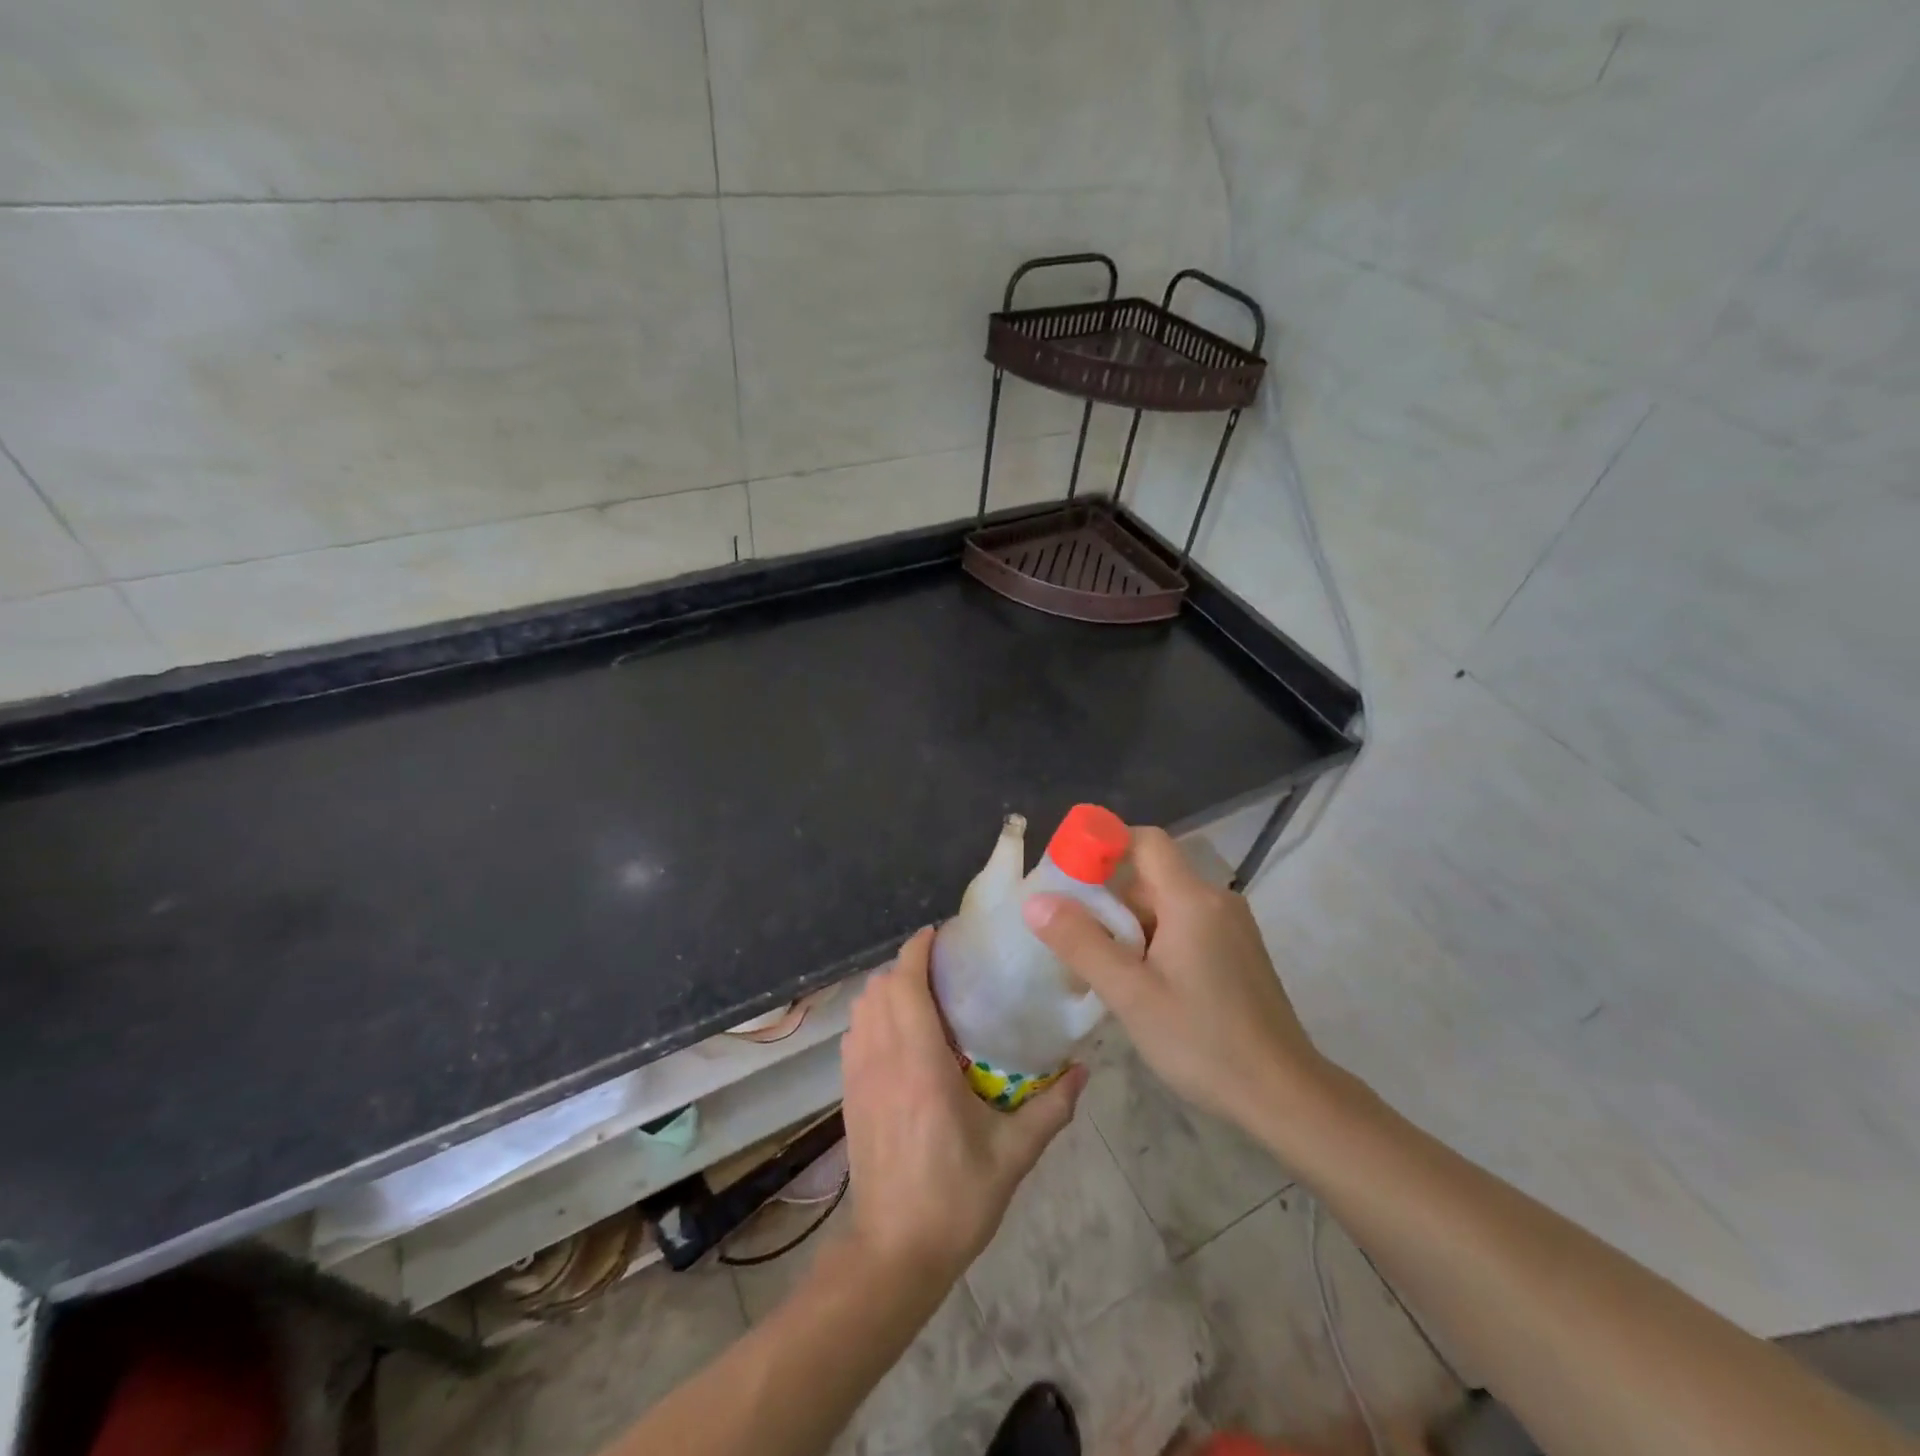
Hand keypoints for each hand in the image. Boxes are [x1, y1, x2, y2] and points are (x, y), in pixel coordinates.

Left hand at [839, 927, 1085, 1286]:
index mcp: (919, 1061)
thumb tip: (1084, 1069)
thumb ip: (1051, 1108)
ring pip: (862, 1008)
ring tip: (923, 997)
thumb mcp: (1013, 1155)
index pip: (905, 981)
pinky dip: (872, 1017)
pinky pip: (854, 1034)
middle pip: (880, 986)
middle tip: (944, 968)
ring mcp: (858, 1075)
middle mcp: (882, 1057)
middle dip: (907, 965)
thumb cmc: (955, 1199)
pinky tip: (900, 1036)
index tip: (941, 934)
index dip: (918, 948)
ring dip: (887, 989)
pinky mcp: (848, 1094)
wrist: (893, 1253)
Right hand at [1022, 826, 1326, 1129]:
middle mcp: (1215, 901)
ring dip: (1126, 926)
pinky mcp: (1236, 953)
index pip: (1144, 840)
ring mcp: (1230, 928)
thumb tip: (1035, 900)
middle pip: (1150, 876)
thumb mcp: (1131, 995)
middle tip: (1069, 934)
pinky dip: (1152, 941)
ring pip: (1165, 905)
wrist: (1286, 1096)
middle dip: (1106, 898)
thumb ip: (1081, 943)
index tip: (1066, 874)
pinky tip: (1136, 983)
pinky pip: (1183, 927)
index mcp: (1192, 899)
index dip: (1103, 845)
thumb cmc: (1204, 1041)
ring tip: (1095, 967)